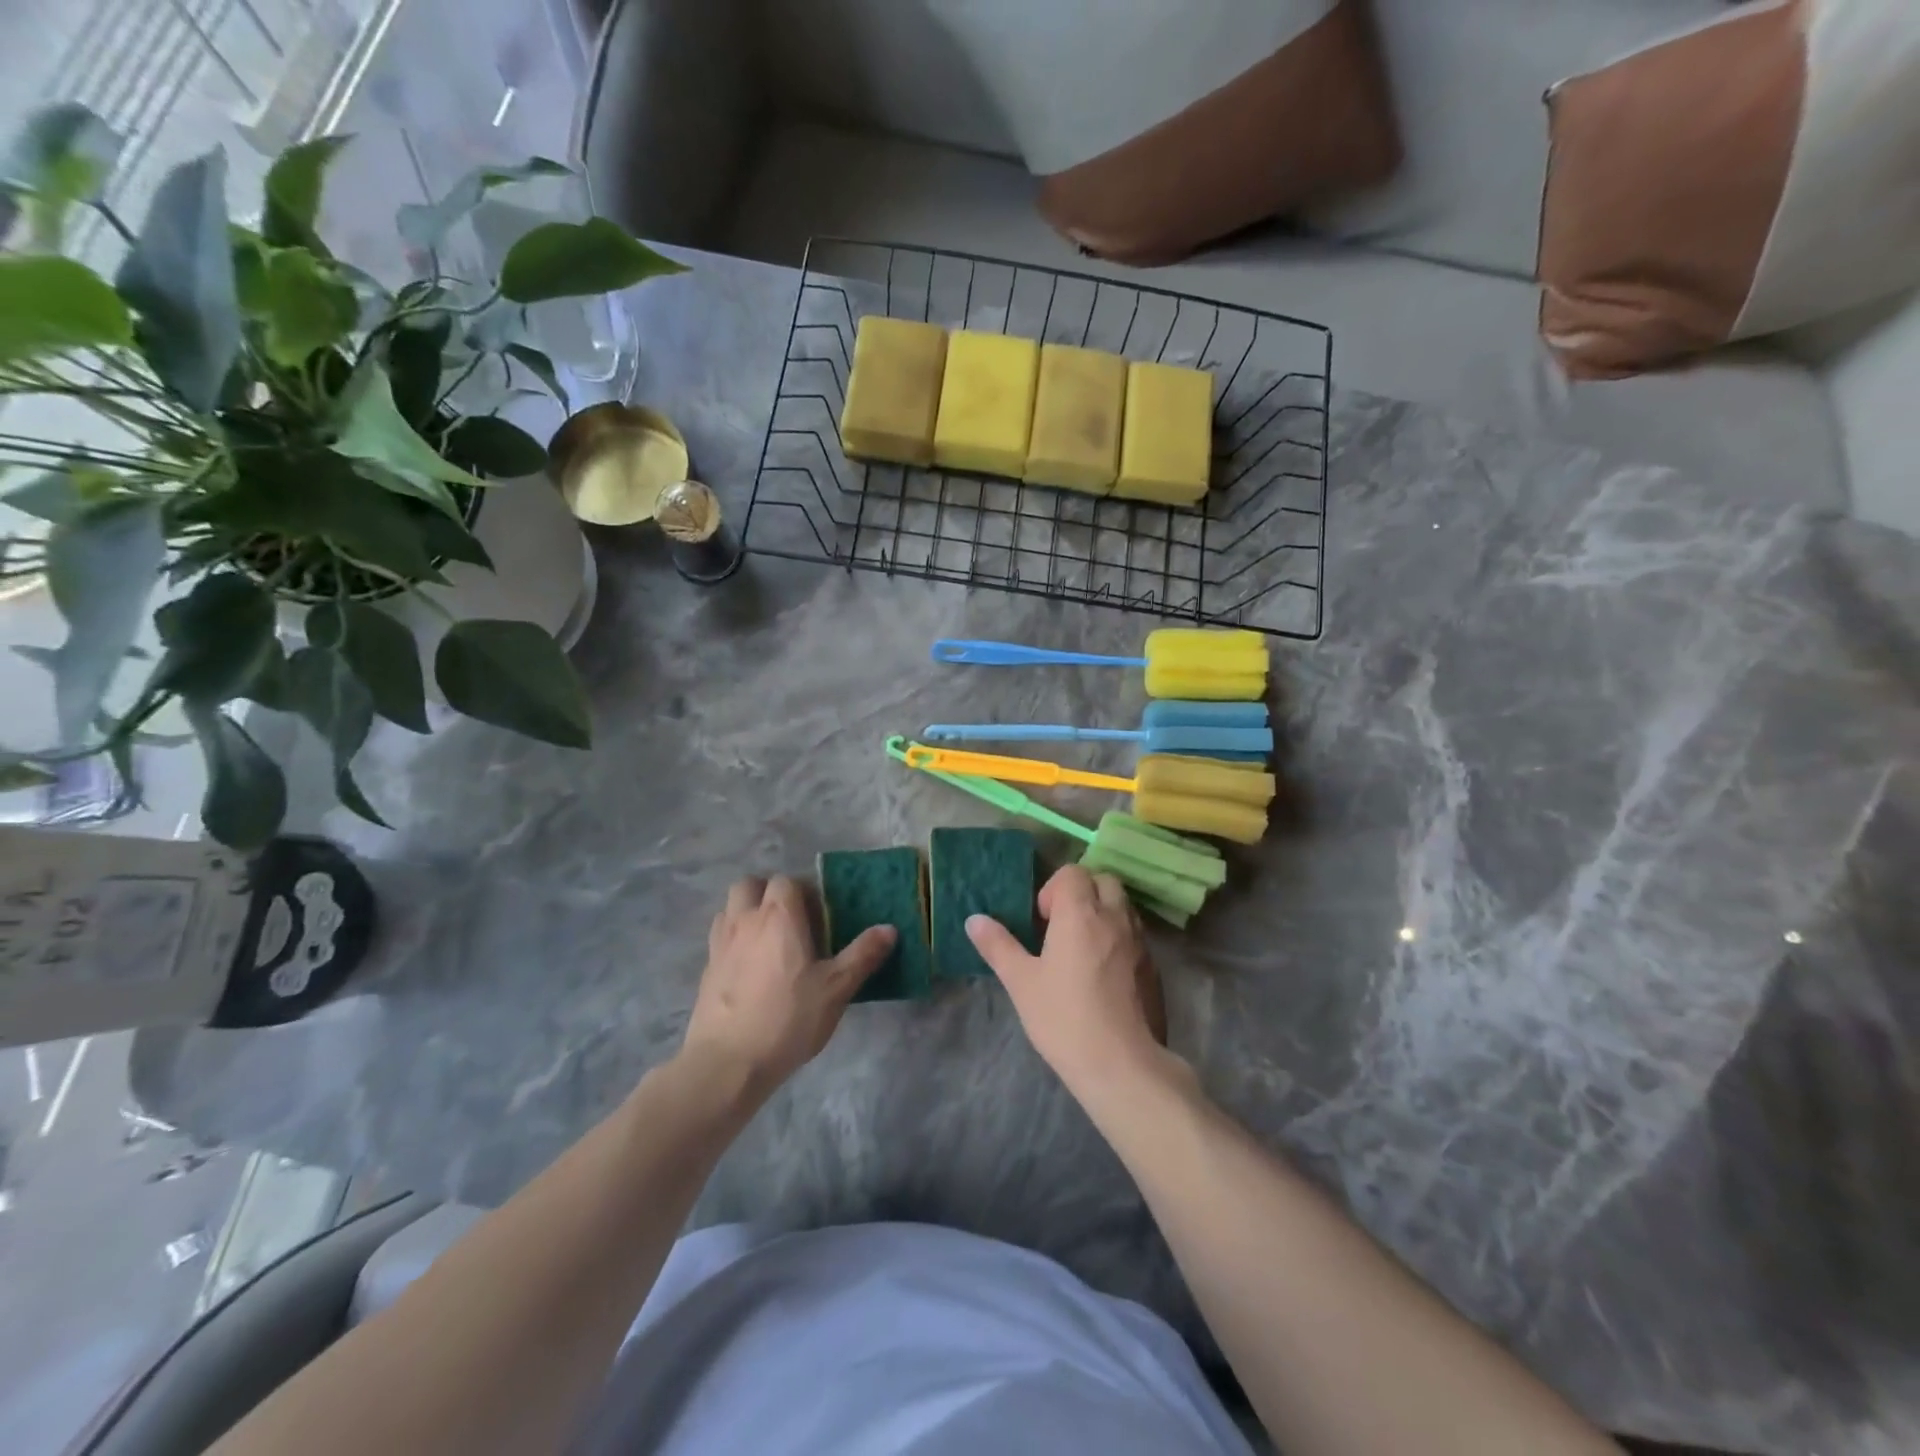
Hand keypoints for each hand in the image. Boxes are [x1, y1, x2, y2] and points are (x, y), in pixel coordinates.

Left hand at [682, 875, 894, 1093]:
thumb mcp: (836, 989)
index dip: (804, 891)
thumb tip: (889, 928)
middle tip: (791, 921)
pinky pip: (720, 939)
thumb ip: (863, 955)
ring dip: (747, 913)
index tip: (820, 916)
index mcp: (779, 916)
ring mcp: (720, 944)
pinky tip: (750, 969)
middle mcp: (745, 920)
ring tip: (769, 941)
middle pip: (750, 885)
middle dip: (769, 893)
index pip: (787, 881)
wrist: (728, 1062)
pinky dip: (734, 941)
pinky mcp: (706, 970)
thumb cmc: (789, 1018)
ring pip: (729, 909)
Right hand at [966, 866, 1170, 1098]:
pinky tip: (1104, 975)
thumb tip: (974, 920)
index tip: (1042, 921)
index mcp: (1081, 914)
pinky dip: (1119, 939)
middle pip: (1104, 881)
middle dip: (1083, 894)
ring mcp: (1140, 942)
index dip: (1054, 889)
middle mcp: (1115, 918)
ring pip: (1123, 907)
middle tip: (1062, 928)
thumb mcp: (1021, 982)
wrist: (1123, 1065)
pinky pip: (1136, 936)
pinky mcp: (1154, 968)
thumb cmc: (1064, 1018)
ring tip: (1082, 950)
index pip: (1073, 873)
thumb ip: (998, 946)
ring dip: (1103, 914)